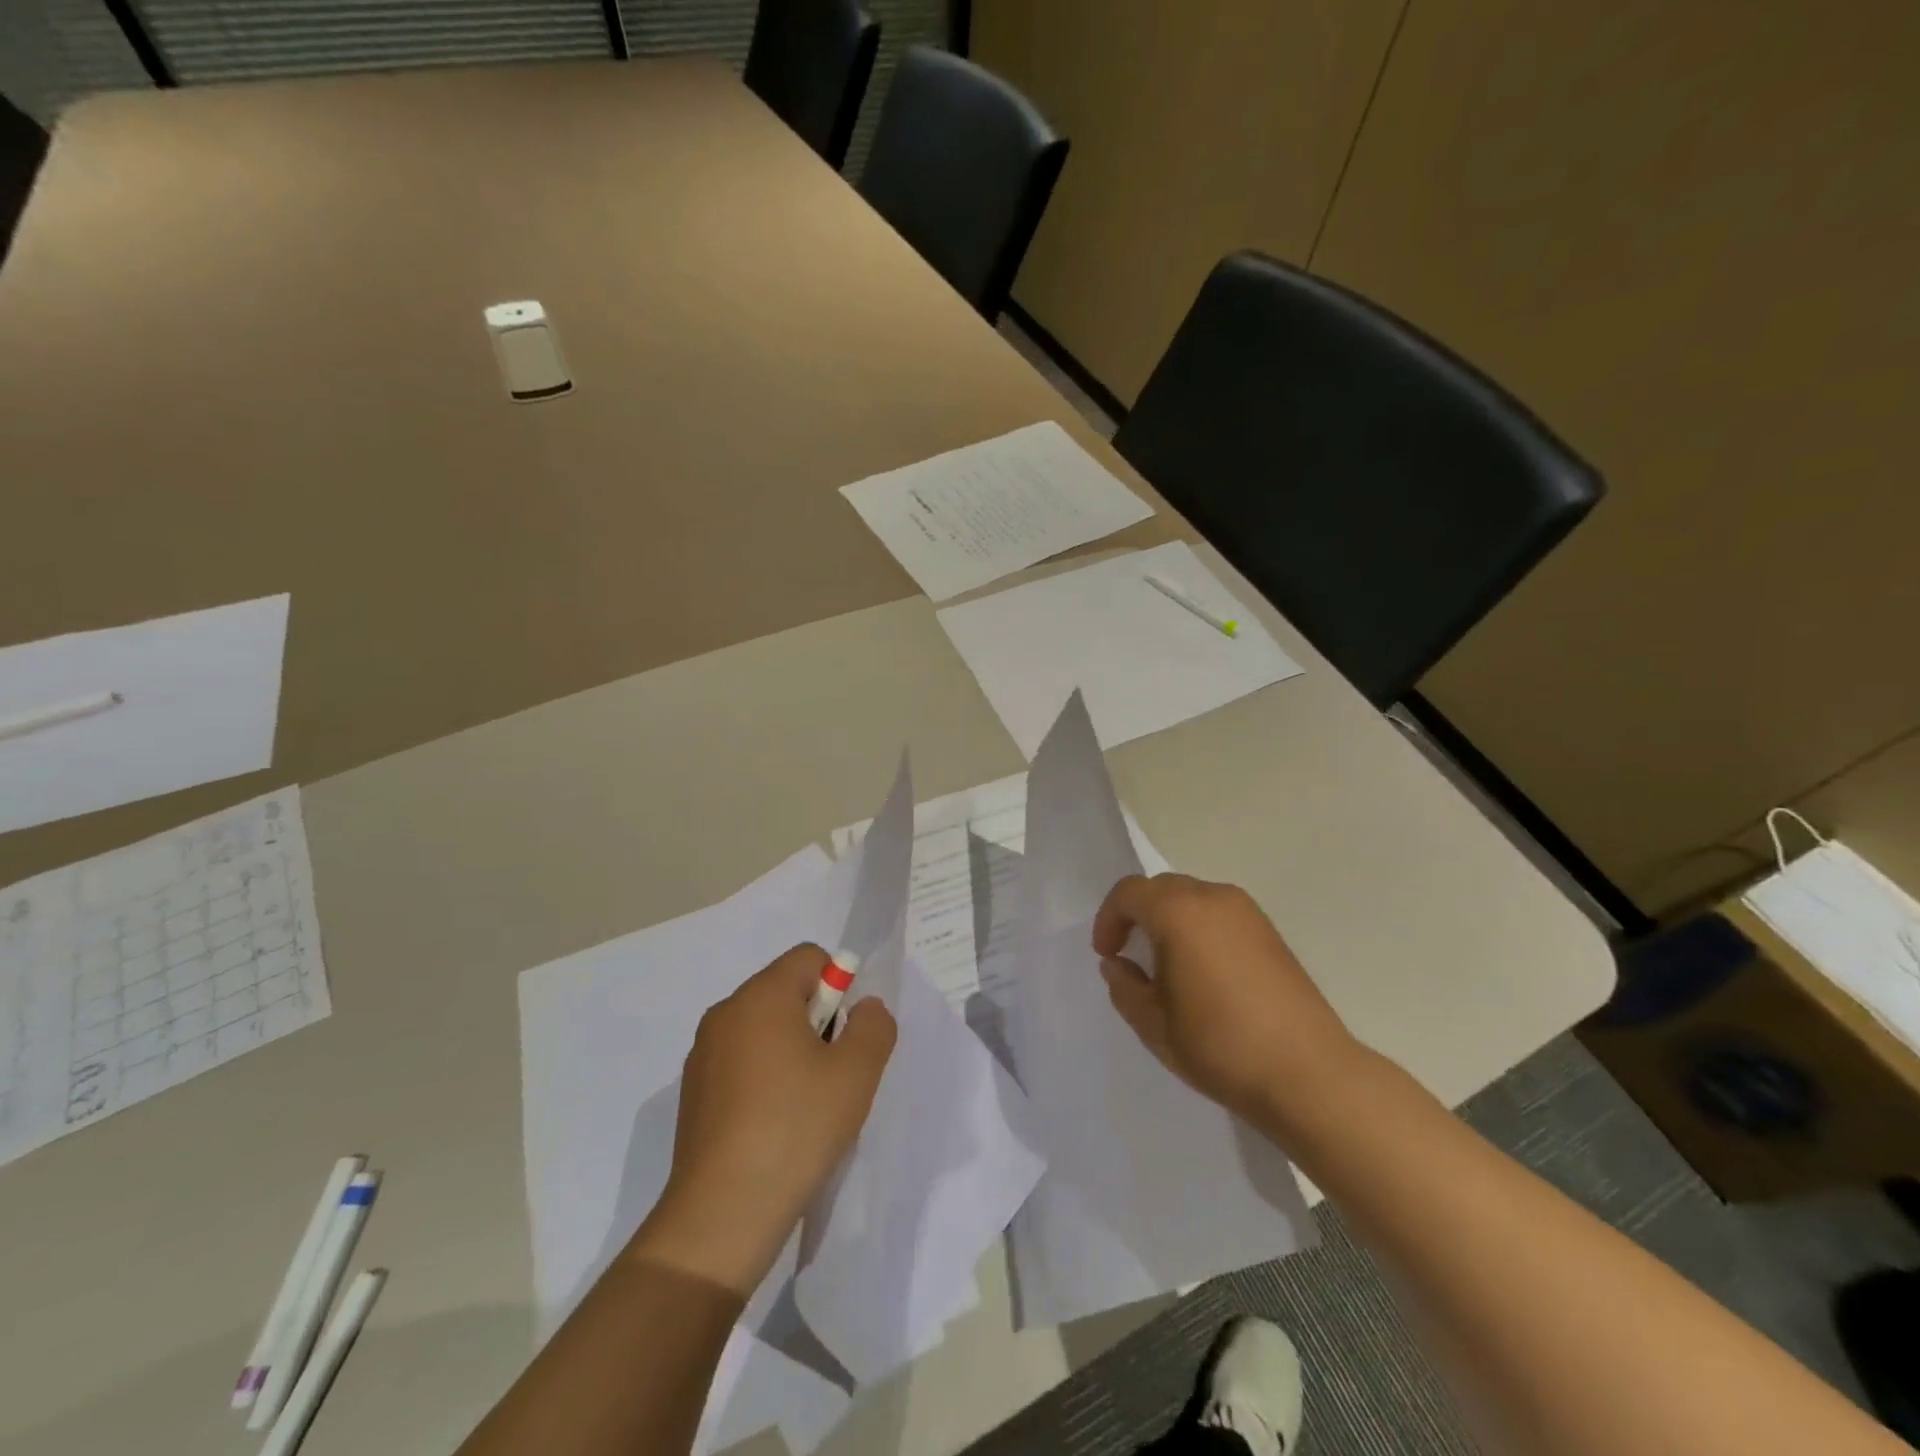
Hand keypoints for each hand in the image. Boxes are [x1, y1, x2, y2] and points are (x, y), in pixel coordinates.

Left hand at [629, 944, 896, 1297]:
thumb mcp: (857, 1073)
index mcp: (761, 996)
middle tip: (832, 1075)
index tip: (846, 1038)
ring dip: (792, 1051)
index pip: (810, 958)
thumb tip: (863, 1008)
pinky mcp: (693, 1092)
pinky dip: (764, 1078)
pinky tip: (775, 1127)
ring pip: (764, 1029)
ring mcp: (703, 1054)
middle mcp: (725, 1012)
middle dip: (818, 1021)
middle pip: (786, 991)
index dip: (839, 987)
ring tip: (806, 1106)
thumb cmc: (796, 1129)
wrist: (722, 1214)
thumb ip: (873, 1025)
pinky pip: (741, 1062)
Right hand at [1092, 874, 1364, 1131]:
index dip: (1109, 919)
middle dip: (1138, 915)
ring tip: (1167, 965)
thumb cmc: (1219, 1045)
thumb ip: (1124, 986)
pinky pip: (1220, 914)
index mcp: (1178, 912)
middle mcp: (1213, 898)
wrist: (1307, 1074)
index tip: (1107, 954)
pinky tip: (1204, 972)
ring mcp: (1248, 913)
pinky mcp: (1271, 933)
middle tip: (1131, 955)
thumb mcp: (1153, 1023)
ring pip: (1193, 898)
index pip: (1129, 892)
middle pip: (1162, 888)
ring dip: (1170, 920)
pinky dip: (1200, 929)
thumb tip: (1118, 964)